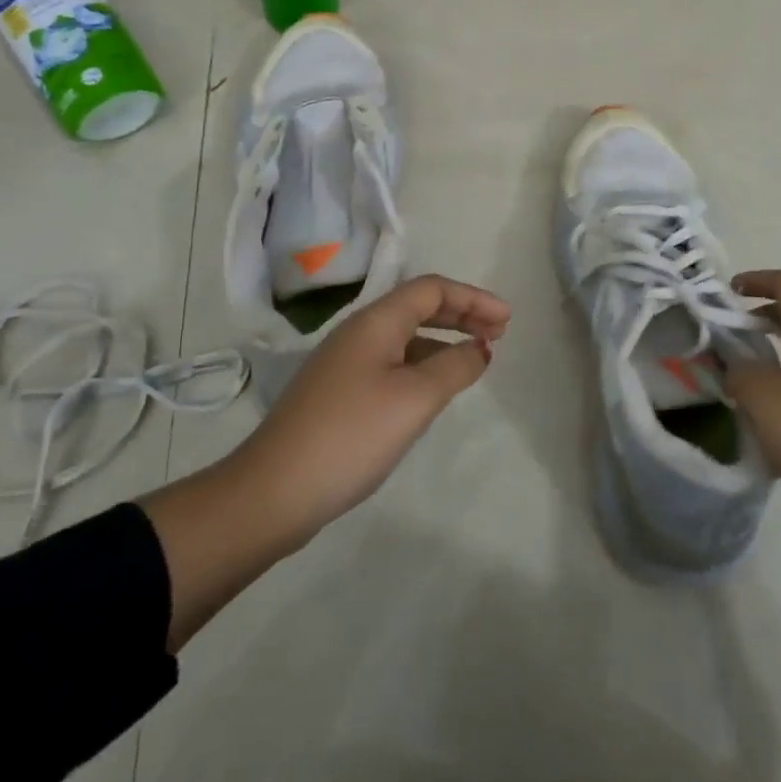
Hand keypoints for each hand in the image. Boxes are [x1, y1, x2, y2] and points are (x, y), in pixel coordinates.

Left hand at [143, 274, 507, 650]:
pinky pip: (393, 363)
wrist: (272, 492)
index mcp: (376, 322)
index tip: (507, 321)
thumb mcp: (415, 398)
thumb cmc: (351, 435)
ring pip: (406, 337)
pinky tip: (435, 389)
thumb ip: (456, 366)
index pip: (432, 289)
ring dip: (444, 340)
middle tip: (499, 333)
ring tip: (475, 360)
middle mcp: (359, 333)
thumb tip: (480, 349)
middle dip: (462, 315)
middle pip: (419, 307)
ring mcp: (346, 364)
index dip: (473, 298)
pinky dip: (424, 365)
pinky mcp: (340, 394)